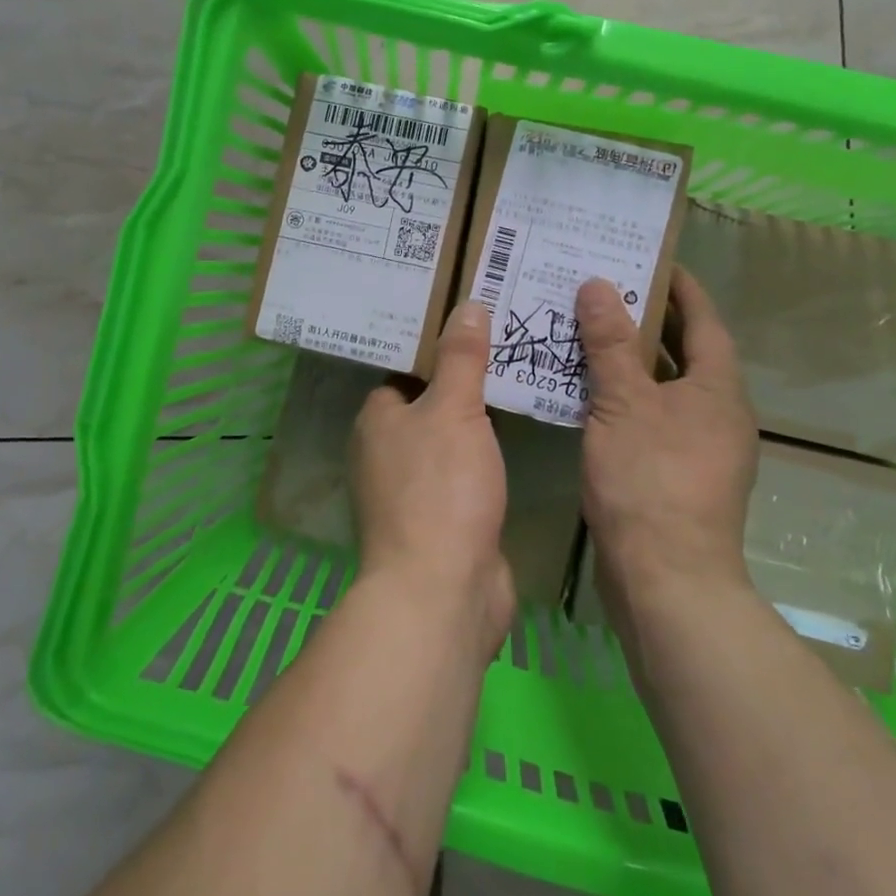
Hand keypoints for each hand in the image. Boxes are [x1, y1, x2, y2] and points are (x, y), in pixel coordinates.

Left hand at [351, 302, 515, 658]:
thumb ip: (461, 358)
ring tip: (518, 377)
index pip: (404, 370)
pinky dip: (485, 456)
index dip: (436, 346)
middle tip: (505, 342)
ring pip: (448, 439)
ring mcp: (413, 490)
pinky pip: (464, 472)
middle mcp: (386, 452)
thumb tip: (467, 303)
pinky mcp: (442, 520)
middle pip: (428, 403)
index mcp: (377, 419)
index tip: (473, 321)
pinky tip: (517, 437)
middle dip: (463, 379)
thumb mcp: (453, 410)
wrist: (444, 592)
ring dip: (476, 419)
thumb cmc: (440, 488)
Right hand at [576, 268, 759, 642]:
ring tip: (588, 331)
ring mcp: (701, 448)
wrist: (666, 581)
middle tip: (605, 288)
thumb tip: (599, 285)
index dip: (681, 287)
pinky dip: (626, 397)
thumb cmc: (650, 479)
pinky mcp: (678, 475)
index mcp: (718, 389)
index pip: (703, 320)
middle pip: (685, 352)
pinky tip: (588, 393)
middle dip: (649, 319)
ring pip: (665, 387)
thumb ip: (610, 343)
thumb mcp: (624, 402)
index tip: (651, 258)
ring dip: (632, 360)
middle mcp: (718, 413)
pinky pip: (652, 417)